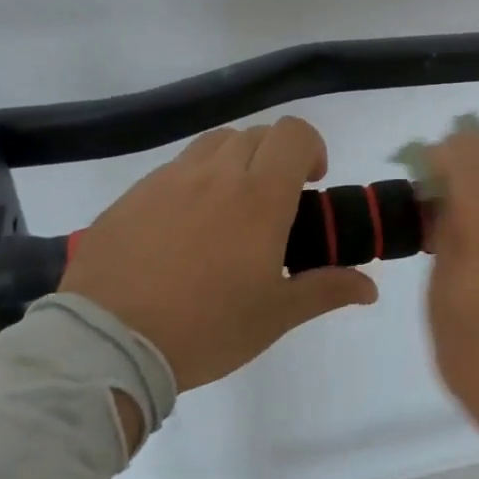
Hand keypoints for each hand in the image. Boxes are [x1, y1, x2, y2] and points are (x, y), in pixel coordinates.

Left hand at [60, 117, 378, 392]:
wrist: (109, 344)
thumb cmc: (206, 328)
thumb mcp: (276, 315)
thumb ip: (326, 290)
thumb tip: (369, 288)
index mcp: (259, 196)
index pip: (294, 134)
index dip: (311, 147)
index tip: (311, 182)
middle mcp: (216, 174)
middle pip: (257, 135)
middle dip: (276, 157)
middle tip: (274, 203)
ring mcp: (169, 180)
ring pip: (214, 143)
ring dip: (234, 161)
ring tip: (231, 207)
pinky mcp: (132, 195)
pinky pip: (174, 168)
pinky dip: (193, 181)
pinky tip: (184, 227)